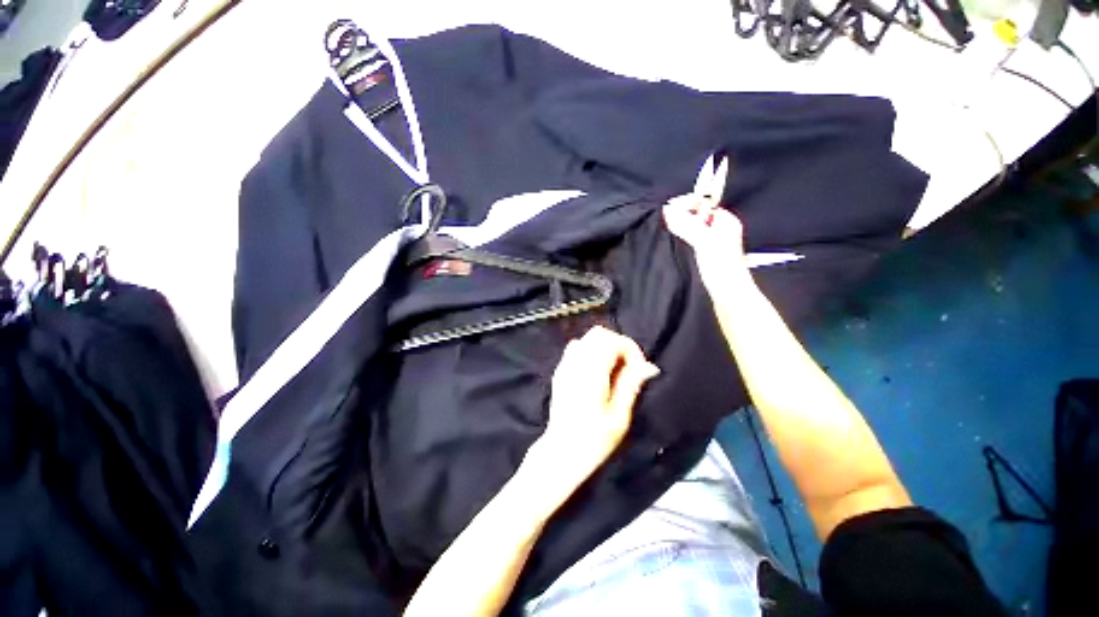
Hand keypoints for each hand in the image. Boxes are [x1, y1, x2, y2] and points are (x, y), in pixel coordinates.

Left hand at [528, 326, 659, 498]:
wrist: (561, 452)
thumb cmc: (593, 439)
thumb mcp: (619, 416)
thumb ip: (631, 385)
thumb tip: (649, 367)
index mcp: (591, 372)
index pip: (612, 341)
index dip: (631, 350)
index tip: (639, 370)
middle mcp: (575, 363)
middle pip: (599, 333)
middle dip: (618, 345)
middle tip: (628, 368)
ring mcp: (565, 365)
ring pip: (587, 339)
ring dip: (605, 347)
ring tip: (614, 371)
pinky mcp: (560, 371)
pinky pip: (577, 348)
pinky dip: (592, 352)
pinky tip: (597, 373)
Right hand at [663, 194, 745, 277]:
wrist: (727, 294)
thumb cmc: (721, 267)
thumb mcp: (703, 241)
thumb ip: (686, 224)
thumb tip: (668, 210)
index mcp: (725, 221)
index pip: (703, 204)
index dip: (687, 204)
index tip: (669, 209)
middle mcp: (719, 230)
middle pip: (696, 216)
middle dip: (680, 216)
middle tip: (665, 220)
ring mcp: (711, 243)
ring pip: (691, 229)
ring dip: (679, 228)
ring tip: (666, 230)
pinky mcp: (703, 255)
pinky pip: (689, 240)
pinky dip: (680, 239)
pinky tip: (672, 242)